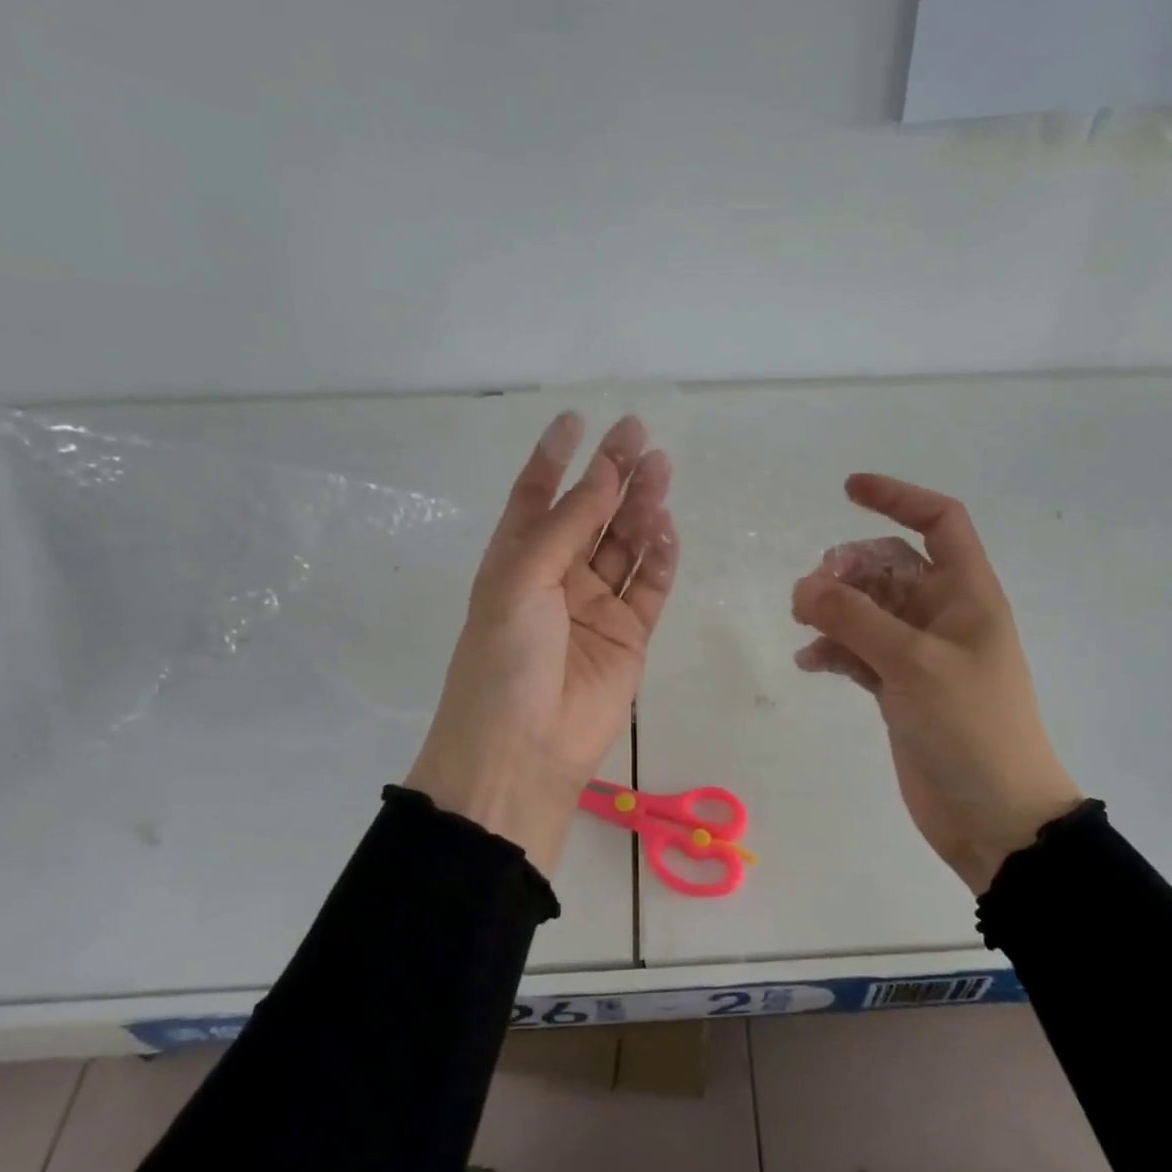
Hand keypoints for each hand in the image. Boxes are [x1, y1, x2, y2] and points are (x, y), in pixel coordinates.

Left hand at [406, 413, 677, 874]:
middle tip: (639, 435)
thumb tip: (604, 474)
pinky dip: (660, 557)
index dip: (555, 458)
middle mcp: (557, 576)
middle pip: (590, 514)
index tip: (577, 420)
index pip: (536, 496)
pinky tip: (666, 529)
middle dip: (612, 474)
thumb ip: (567, 525)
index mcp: (517, 559)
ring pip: (624, 545)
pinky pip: (649, 586)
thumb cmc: (505, 657)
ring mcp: (595, 606)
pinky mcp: (629, 635)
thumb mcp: (522, 579)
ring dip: (641, 508)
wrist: (522, 750)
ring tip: (661, 470)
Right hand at [791, 474, 1081, 893]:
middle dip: (849, 566)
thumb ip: (855, 618)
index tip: (848, 489)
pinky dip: (834, 649)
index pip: (939, 522)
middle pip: (889, 564)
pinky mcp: (899, 688)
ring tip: (804, 623)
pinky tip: (810, 663)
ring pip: (868, 608)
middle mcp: (943, 615)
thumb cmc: (971, 727)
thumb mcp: (913, 663)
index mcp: (967, 594)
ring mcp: (919, 653)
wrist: (995, 816)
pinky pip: (858, 650)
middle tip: (814, 591)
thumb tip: (803, 586)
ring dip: (834, 607)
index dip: (898, 497)